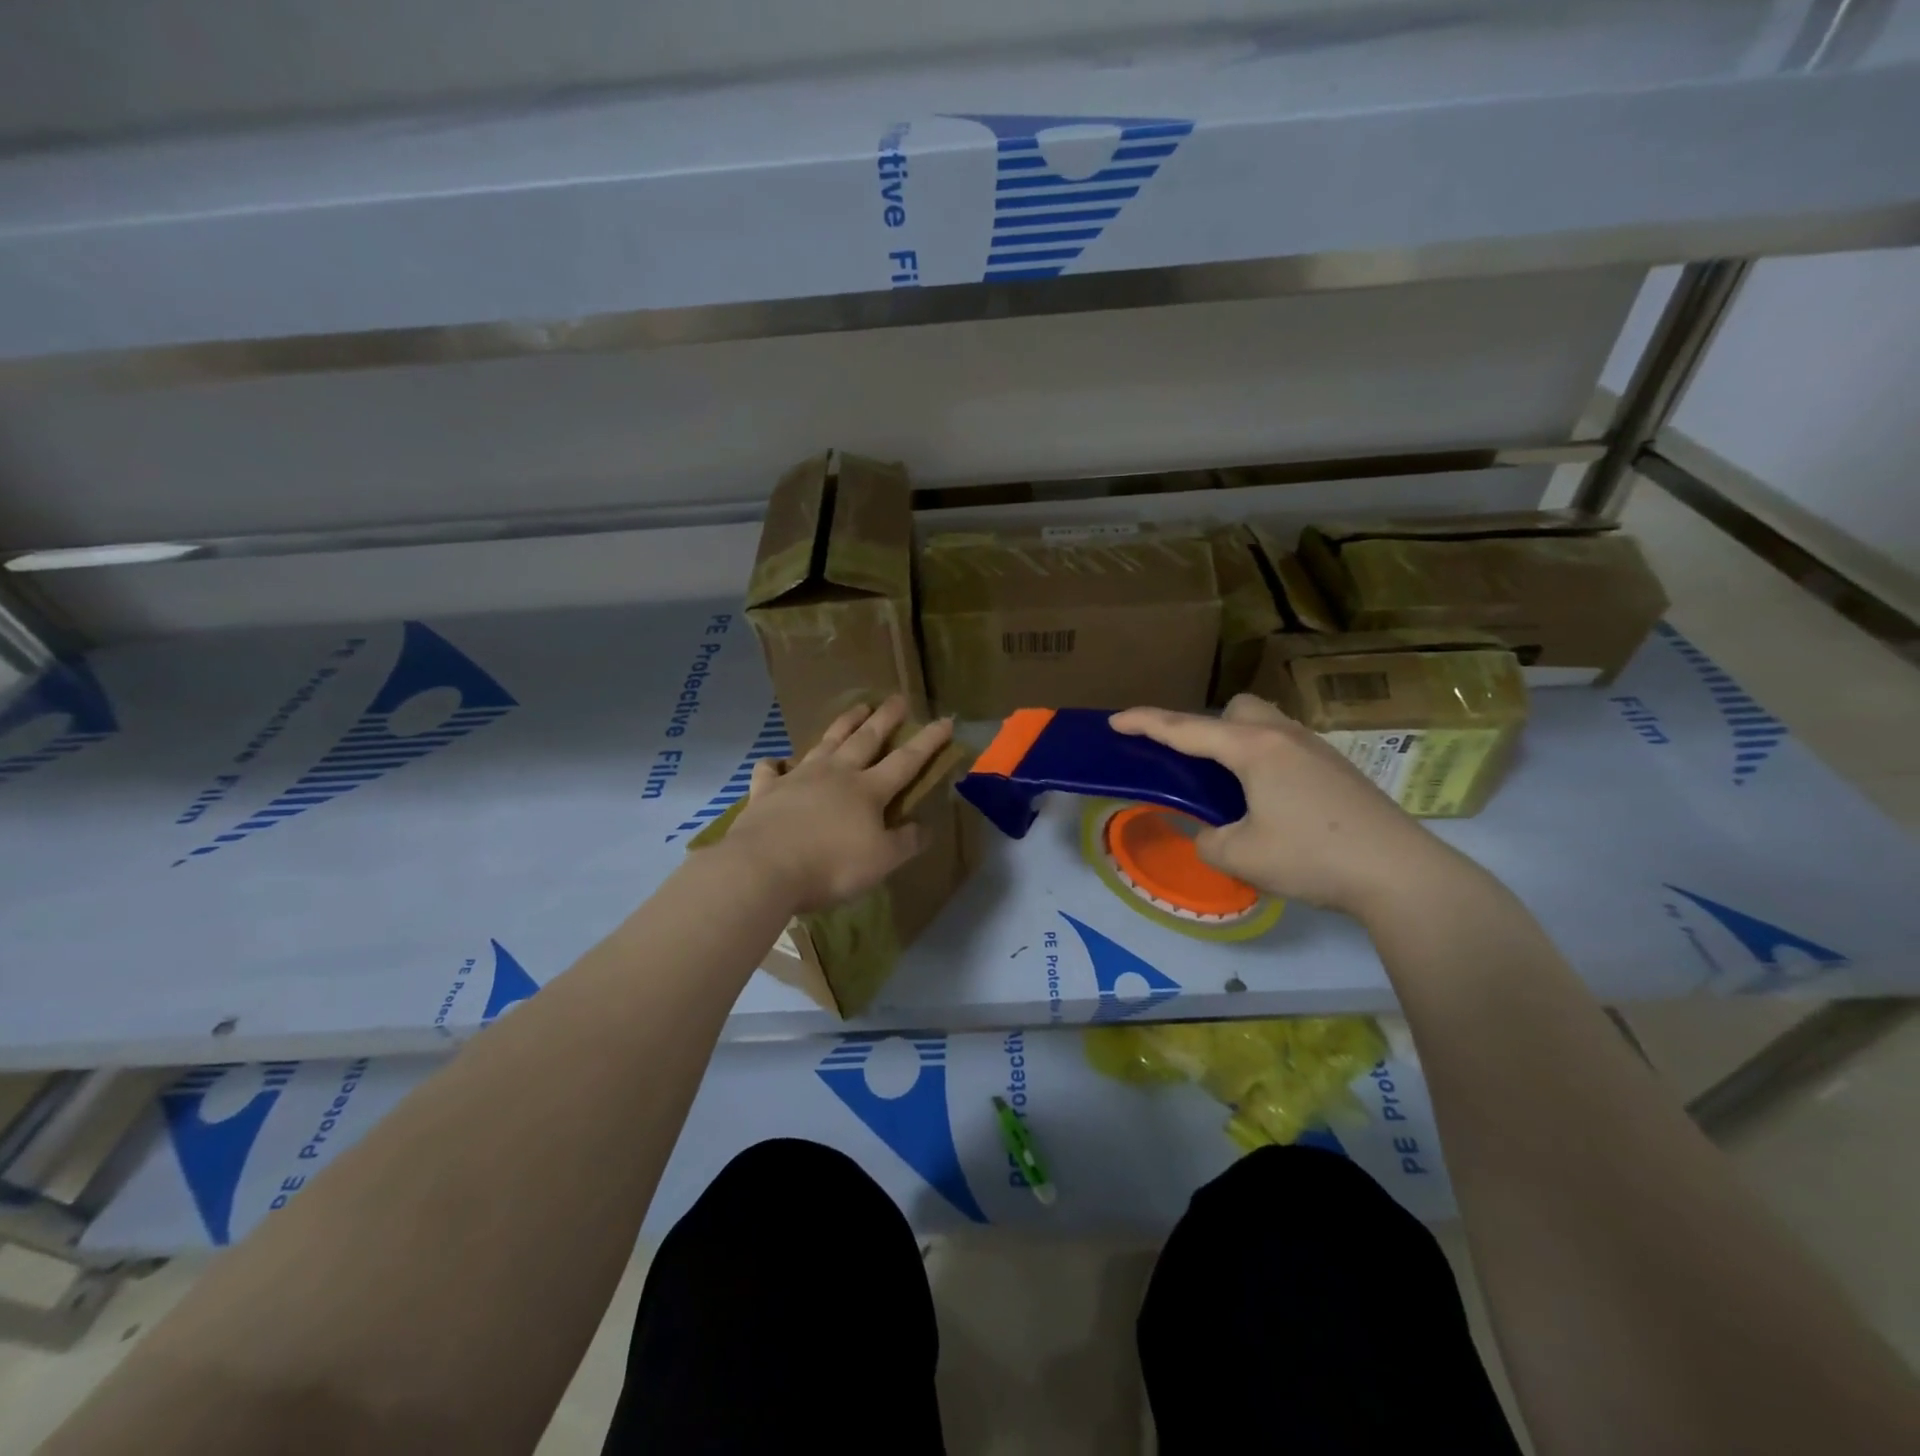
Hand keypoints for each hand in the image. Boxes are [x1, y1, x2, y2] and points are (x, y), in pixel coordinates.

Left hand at [723, 696, 954, 913]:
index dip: (928, 741)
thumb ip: (905, 842)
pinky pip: (771, 771)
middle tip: (897, 698)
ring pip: (826, 743)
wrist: (764, 868)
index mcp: (868, 790)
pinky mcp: (767, 791)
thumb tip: (925, 827)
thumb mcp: (881, 861)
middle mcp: (836, 774)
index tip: (944, 721)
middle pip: (866, 739)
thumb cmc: (831, 866)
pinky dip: (776, 764)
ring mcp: (799, 778)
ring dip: (843, 724)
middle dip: (885, 719)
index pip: (906, 761)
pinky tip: (776, 763)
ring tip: (857, 708)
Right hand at [1110, 694, 1469, 919]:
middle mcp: (1285, 736)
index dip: (1146, 723)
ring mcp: (1318, 749)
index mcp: (1254, 749)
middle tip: (1198, 766)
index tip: (1115, 720)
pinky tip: (1274, 803)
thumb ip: (1208, 838)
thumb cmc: (1311, 858)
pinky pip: (1287, 746)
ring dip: (1240, 743)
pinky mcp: (1338, 768)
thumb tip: (1213, 831)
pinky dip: (1266, 761)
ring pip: (1267, 724)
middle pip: (1237, 708)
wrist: (1401, 873)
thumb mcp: (1240, 856)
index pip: (1186, 729)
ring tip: (1234, 787)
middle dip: (1208, 726)